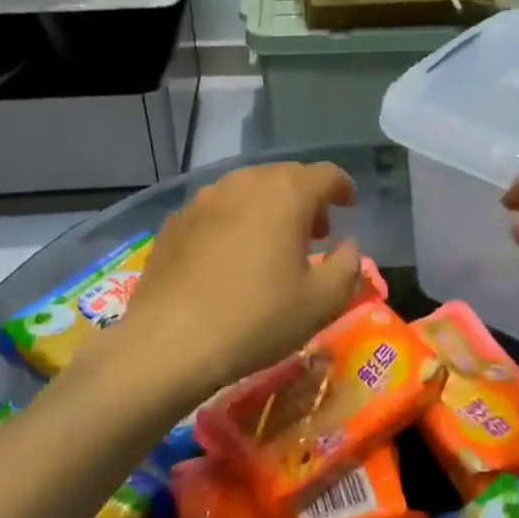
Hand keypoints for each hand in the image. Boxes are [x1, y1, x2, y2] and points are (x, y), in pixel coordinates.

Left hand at [107, 161, 363, 400]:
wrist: (169, 343)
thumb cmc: (257, 318)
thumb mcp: (322, 302)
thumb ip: (348, 267)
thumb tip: (349, 247)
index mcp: (287, 193)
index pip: (326, 174)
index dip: (342, 187)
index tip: (348, 206)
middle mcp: (245, 183)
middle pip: (285, 176)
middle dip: (306, 198)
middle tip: (315, 232)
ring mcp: (204, 200)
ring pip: (248, 189)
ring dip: (269, 206)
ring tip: (273, 242)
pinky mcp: (175, 222)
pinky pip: (217, 210)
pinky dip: (234, 221)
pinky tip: (231, 256)